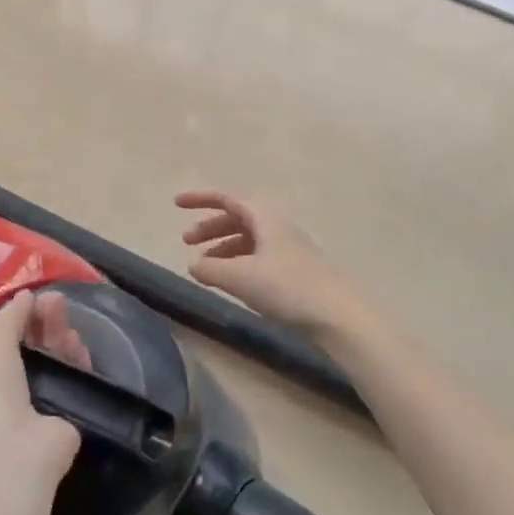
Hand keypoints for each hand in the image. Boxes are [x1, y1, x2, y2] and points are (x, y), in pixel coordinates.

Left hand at [0, 290, 86, 477]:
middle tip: (61, 304)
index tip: (41, 298)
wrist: (13, 452)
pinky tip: (83, 352)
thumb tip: (25, 295)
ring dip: (64, 343)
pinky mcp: (69, 421)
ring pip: (58, 365)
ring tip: (72, 331)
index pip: (10, 340)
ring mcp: (42, 407)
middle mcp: (14, 391)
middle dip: (47, 325)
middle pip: (36, 349)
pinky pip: (76, 386)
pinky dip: (80, 367)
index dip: (24, 318)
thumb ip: (8, 318)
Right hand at [176, 191, 362, 337]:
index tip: (176, 204)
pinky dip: (238, 262)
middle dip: (210, 228)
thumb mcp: (239, 277)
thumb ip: (210, 269)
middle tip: (187, 242)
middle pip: (237, 218)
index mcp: (264, 217)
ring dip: (223, 248)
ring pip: (248, 239)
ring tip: (205, 267)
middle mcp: (277, 226)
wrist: (337, 315)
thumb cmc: (286, 287)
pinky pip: (258, 256)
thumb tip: (193, 265)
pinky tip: (231, 281)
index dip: (200, 199)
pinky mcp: (295, 269)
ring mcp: (288, 248)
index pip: (226, 199)